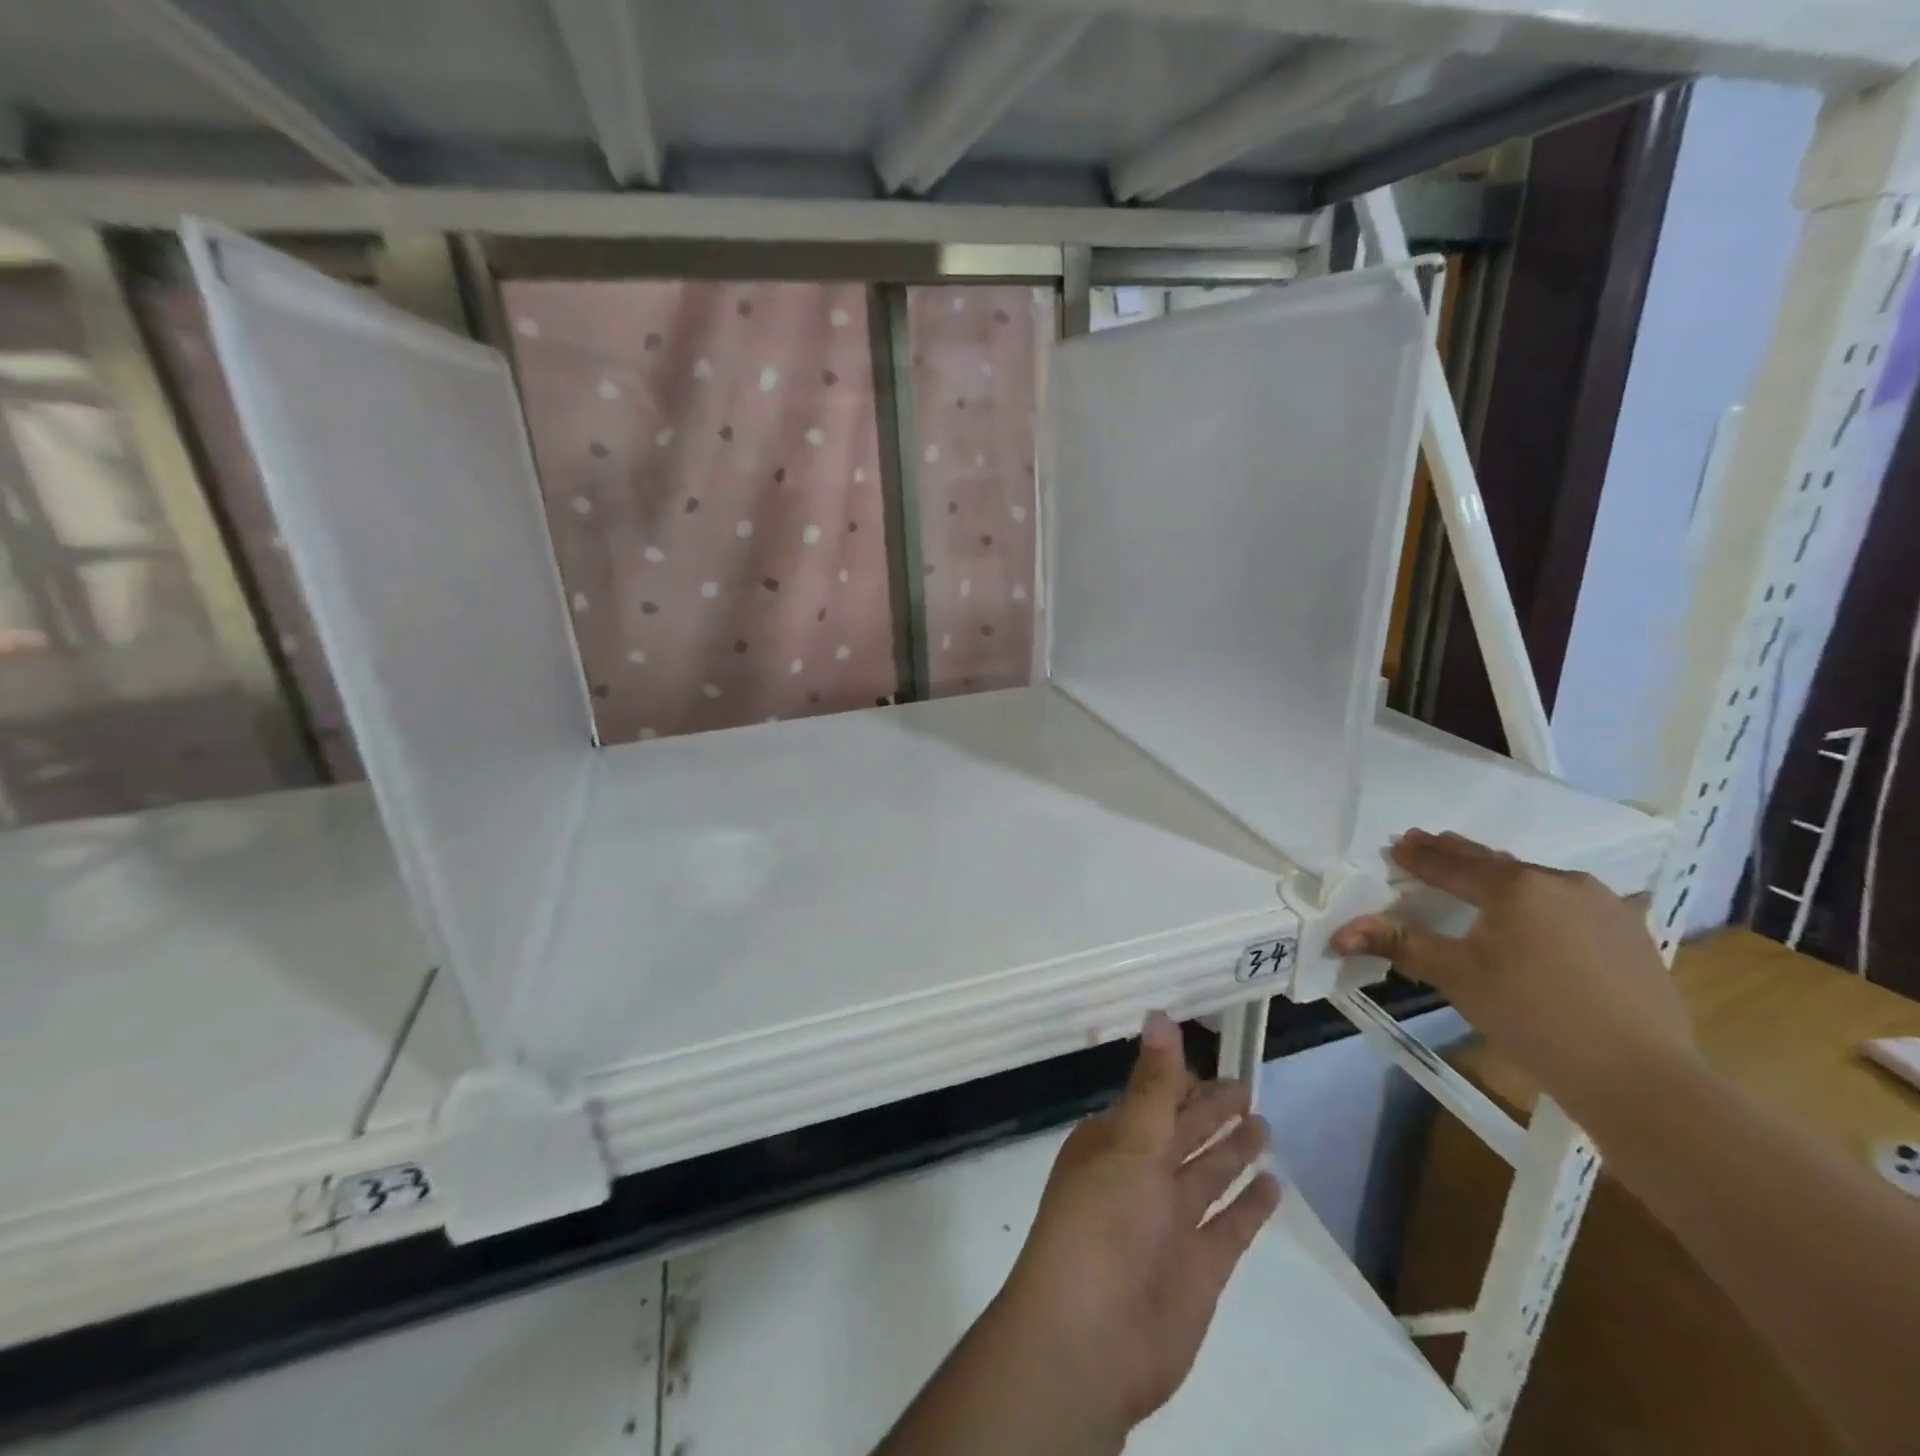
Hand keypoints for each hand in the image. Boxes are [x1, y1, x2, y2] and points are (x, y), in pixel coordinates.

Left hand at [992, 1012, 1280, 1441]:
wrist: (1090, 1339)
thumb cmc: (1101, 1223)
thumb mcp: (1129, 1142)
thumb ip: (1153, 1083)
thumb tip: (1159, 1014)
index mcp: (1113, 1143)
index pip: (1152, 1099)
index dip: (1178, 1079)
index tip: (1208, 1057)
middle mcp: (1140, 1177)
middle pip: (1183, 1133)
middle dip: (1210, 1109)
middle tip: (1245, 1083)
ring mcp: (1169, 1223)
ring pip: (1207, 1174)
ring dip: (1231, 1150)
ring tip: (1263, 1121)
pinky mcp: (1199, 1269)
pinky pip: (1229, 1227)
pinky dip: (1248, 1206)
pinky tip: (1272, 1184)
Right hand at [1331, 829, 1696, 1125]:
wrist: (1639, 1075)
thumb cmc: (1532, 1017)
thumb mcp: (1456, 977)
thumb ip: (1399, 944)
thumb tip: (1339, 934)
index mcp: (1514, 886)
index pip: (1452, 865)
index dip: (1420, 856)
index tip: (1398, 844)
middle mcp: (1560, 881)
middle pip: (1495, 863)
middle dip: (1457, 854)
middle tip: (1428, 842)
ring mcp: (1603, 904)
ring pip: (1536, 880)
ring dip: (1501, 875)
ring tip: (1478, 872)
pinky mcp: (1631, 931)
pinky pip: (1572, 901)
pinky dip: (1541, 899)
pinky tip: (1538, 910)